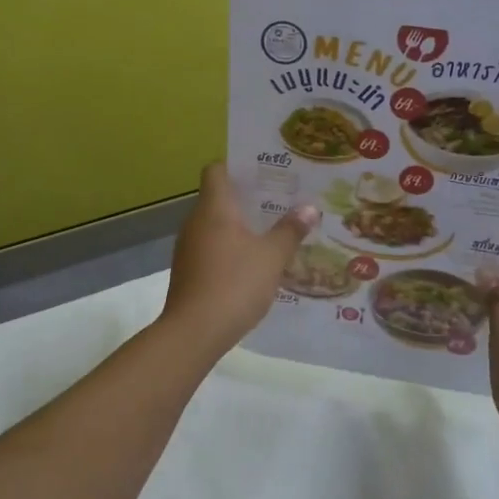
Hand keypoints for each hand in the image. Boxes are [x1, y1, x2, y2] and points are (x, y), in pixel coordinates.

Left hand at [162, 164, 316, 354]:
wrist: (194, 332)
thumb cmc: (234, 284)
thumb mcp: (272, 257)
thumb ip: (290, 230)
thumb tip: (309, 207)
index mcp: (214, 208)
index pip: (217, 170)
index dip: (239, 166)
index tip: (266, 172)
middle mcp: (196, 221)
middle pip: (219, 198)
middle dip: (250, 199)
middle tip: (283, 201)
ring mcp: (189, 248)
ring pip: (217, 226)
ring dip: (242, 227)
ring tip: (274, 232)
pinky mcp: (189, 272)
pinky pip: (213, 249)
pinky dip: (232, 249)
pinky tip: (255, 264)